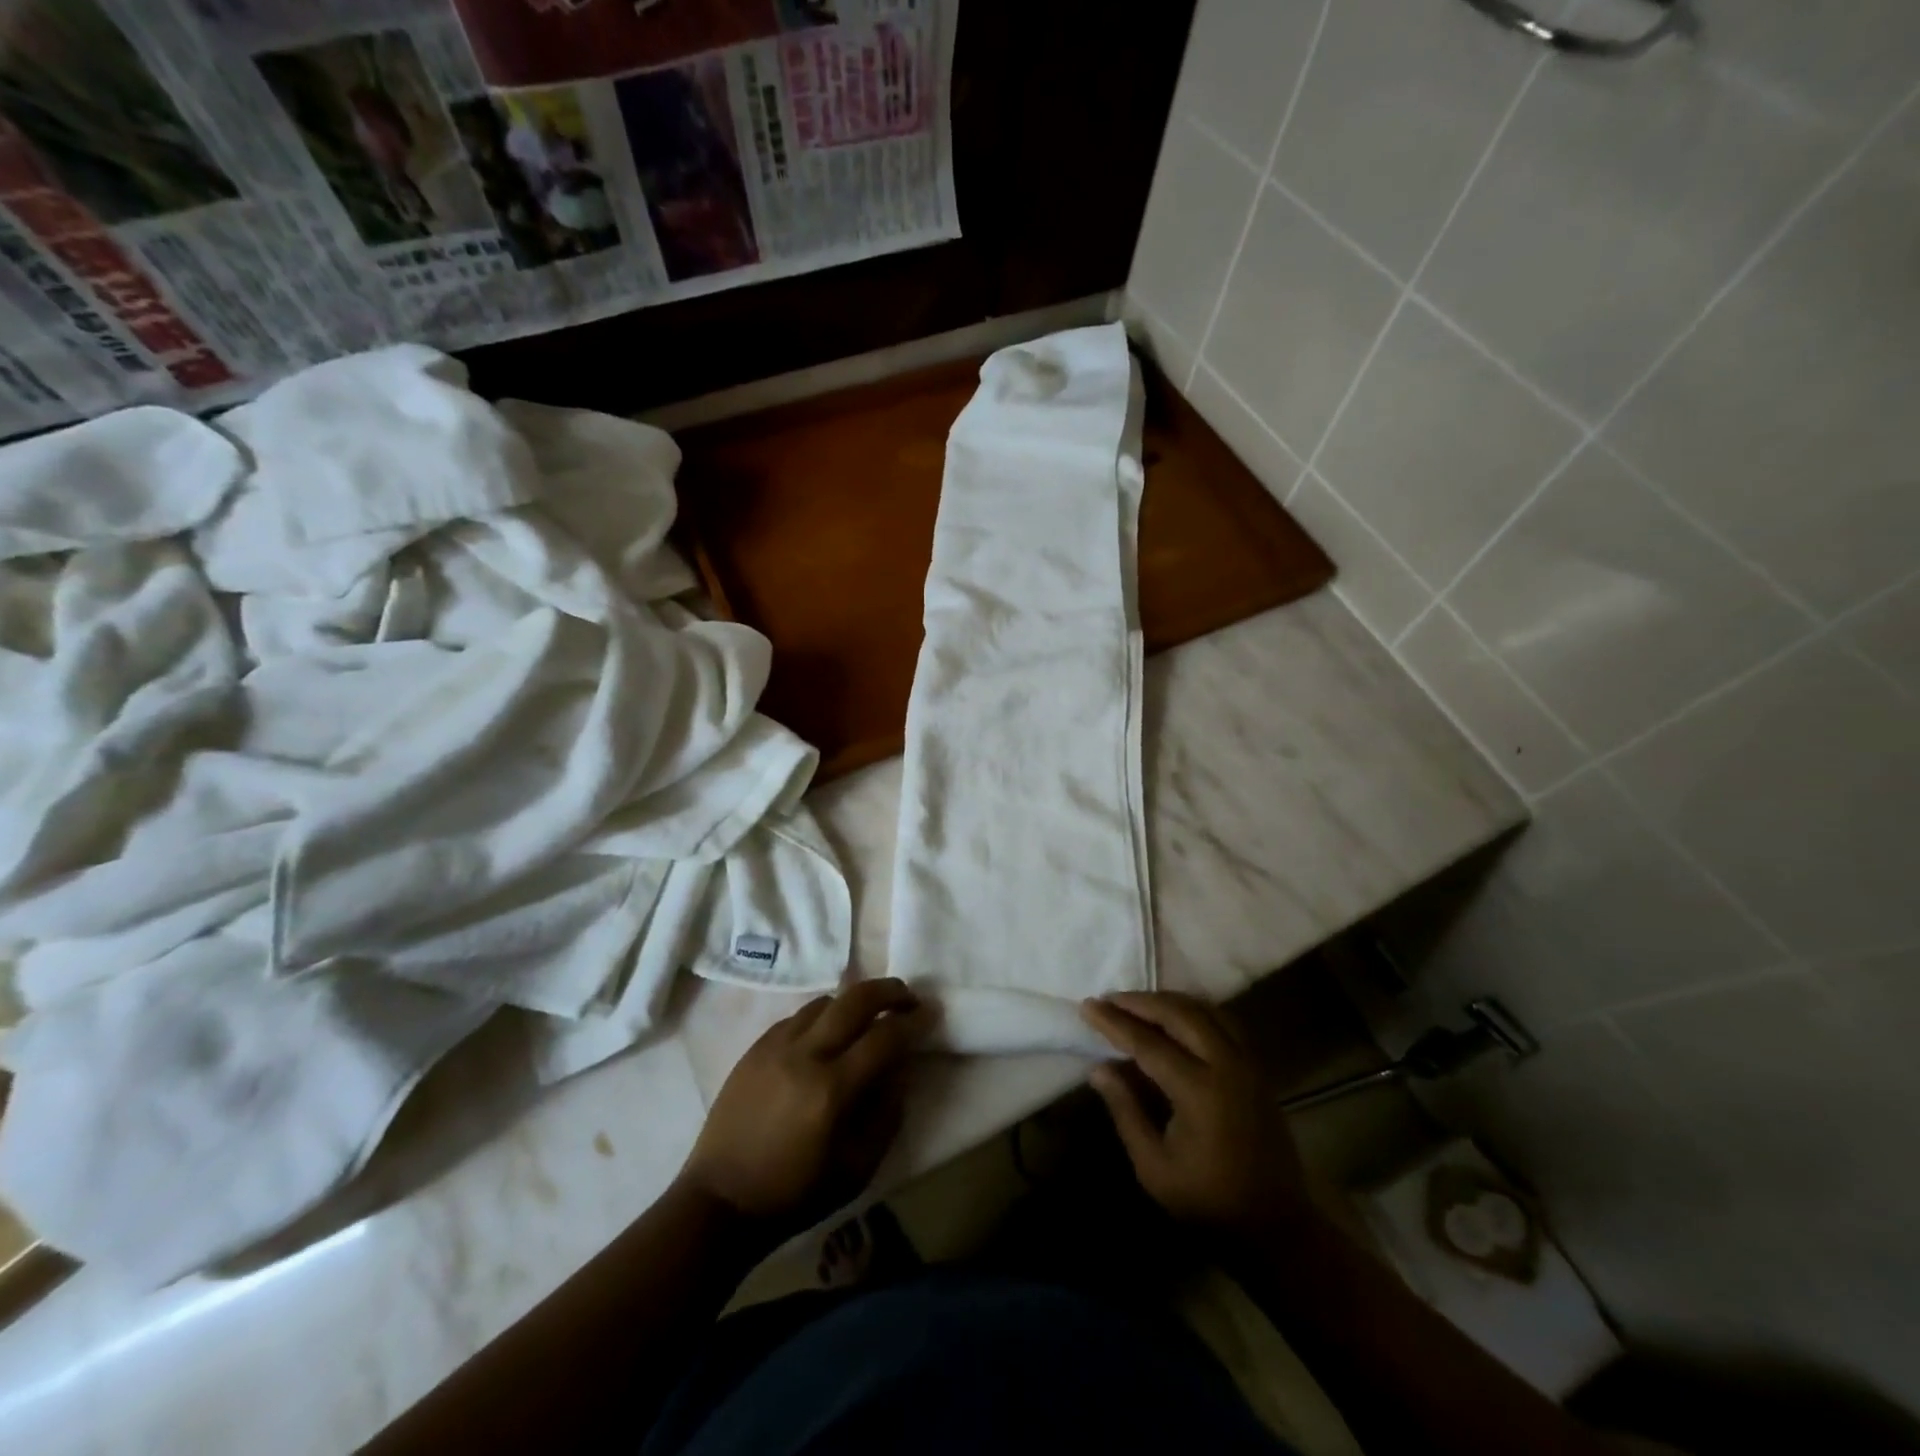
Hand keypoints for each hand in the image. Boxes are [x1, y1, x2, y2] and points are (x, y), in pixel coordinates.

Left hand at [678, 979, 932, 1236]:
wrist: (720, 1200)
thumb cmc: (795, 1193)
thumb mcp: (858, 1169)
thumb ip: (887, 1115)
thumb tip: (901, 1072)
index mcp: (832, 1089)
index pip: (884, 1036)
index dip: (913, 1022)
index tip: (930, 1015)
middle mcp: (805, 1055)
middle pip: (855, 999)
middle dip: (888, 991)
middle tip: (906, 996)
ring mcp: (776, 1046)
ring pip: (825, 1002)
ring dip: (852, 1003)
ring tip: (866, 1017)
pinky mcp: (756, 1047)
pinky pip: (797, 1016)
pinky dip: (821, 1017)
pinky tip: (826, 1035)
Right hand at [1081, 992, 1316, 1238]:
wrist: (1276, 1226)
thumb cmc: (1208, 1201)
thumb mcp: (1154, 1166)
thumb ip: (1126, 1110)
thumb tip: (1098, 1068)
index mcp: (1199, 1091)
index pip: (1148, 1043)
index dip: (1115, 1022)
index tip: (1087, 1006)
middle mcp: (1227, 1066)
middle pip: (1179, 1014)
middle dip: (1140, 1002)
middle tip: (1110, 999)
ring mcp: (1248, 1063)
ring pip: (1205, 1010)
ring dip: (1168, 1002)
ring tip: (1137, 1004)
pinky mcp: (1258, 1068)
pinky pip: (1224, 1021)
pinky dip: (1195, 1010)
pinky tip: (1176, 1016)